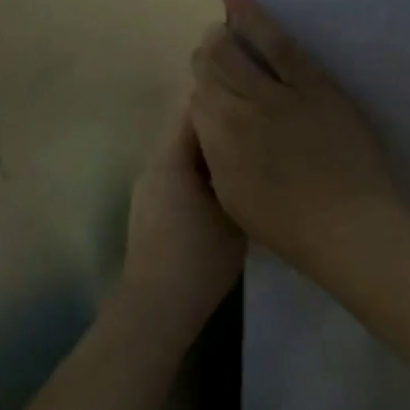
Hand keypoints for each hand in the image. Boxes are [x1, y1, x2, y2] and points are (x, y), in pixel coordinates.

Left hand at [118, 107, 246, 330]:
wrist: (156, 308)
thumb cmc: (199, 259)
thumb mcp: (234, 213)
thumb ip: (241, 173)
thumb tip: (255, 150)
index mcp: (172, 159)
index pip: (196, 110)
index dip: (226, 101)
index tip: (256, 100)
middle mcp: (154, 166)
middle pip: (190, 133)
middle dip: (222, 129)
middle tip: (261, 130)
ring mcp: (148, 190)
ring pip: (185, 158)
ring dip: (212, 155)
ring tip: (249, 159)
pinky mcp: (149, 211)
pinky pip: (179, 178)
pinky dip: (201, 176)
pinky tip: (227, 191)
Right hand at [189, 0, 400, 281]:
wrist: (348, 224)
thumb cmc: (289, 227)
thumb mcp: (234, 200)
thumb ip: (217, 157)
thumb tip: (212, 128)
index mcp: (217, 143)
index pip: (196, 101)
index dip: (203, 97)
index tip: (214, 100)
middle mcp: (236, 110)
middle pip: (209, 69)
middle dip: (206, 60)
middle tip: (214, 60)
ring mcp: (275, 92)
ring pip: (231, 51)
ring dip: (220, 37)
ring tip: (219, 28)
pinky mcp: (311, 82)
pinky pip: (276, 41)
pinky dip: (251, 14)